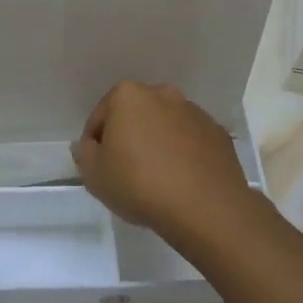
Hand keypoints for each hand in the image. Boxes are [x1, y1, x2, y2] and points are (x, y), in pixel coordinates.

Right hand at [72, 81, 271, 248]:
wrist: (205, 208)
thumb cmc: (139, 185)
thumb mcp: (94, 175)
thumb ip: (84, 154)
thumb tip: (88, 145)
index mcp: (128, 96)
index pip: (100, 117)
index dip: (95, 144)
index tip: (99, 168)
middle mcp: (162, 94)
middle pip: (135, 116)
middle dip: (129, 137)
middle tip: (126, 171)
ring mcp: (194, 112)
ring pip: (165, 126)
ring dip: (158, 144)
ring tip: (157, 179)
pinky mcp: (218, 134)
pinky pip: (191, 142)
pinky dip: (184, 154)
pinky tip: (182, 181)